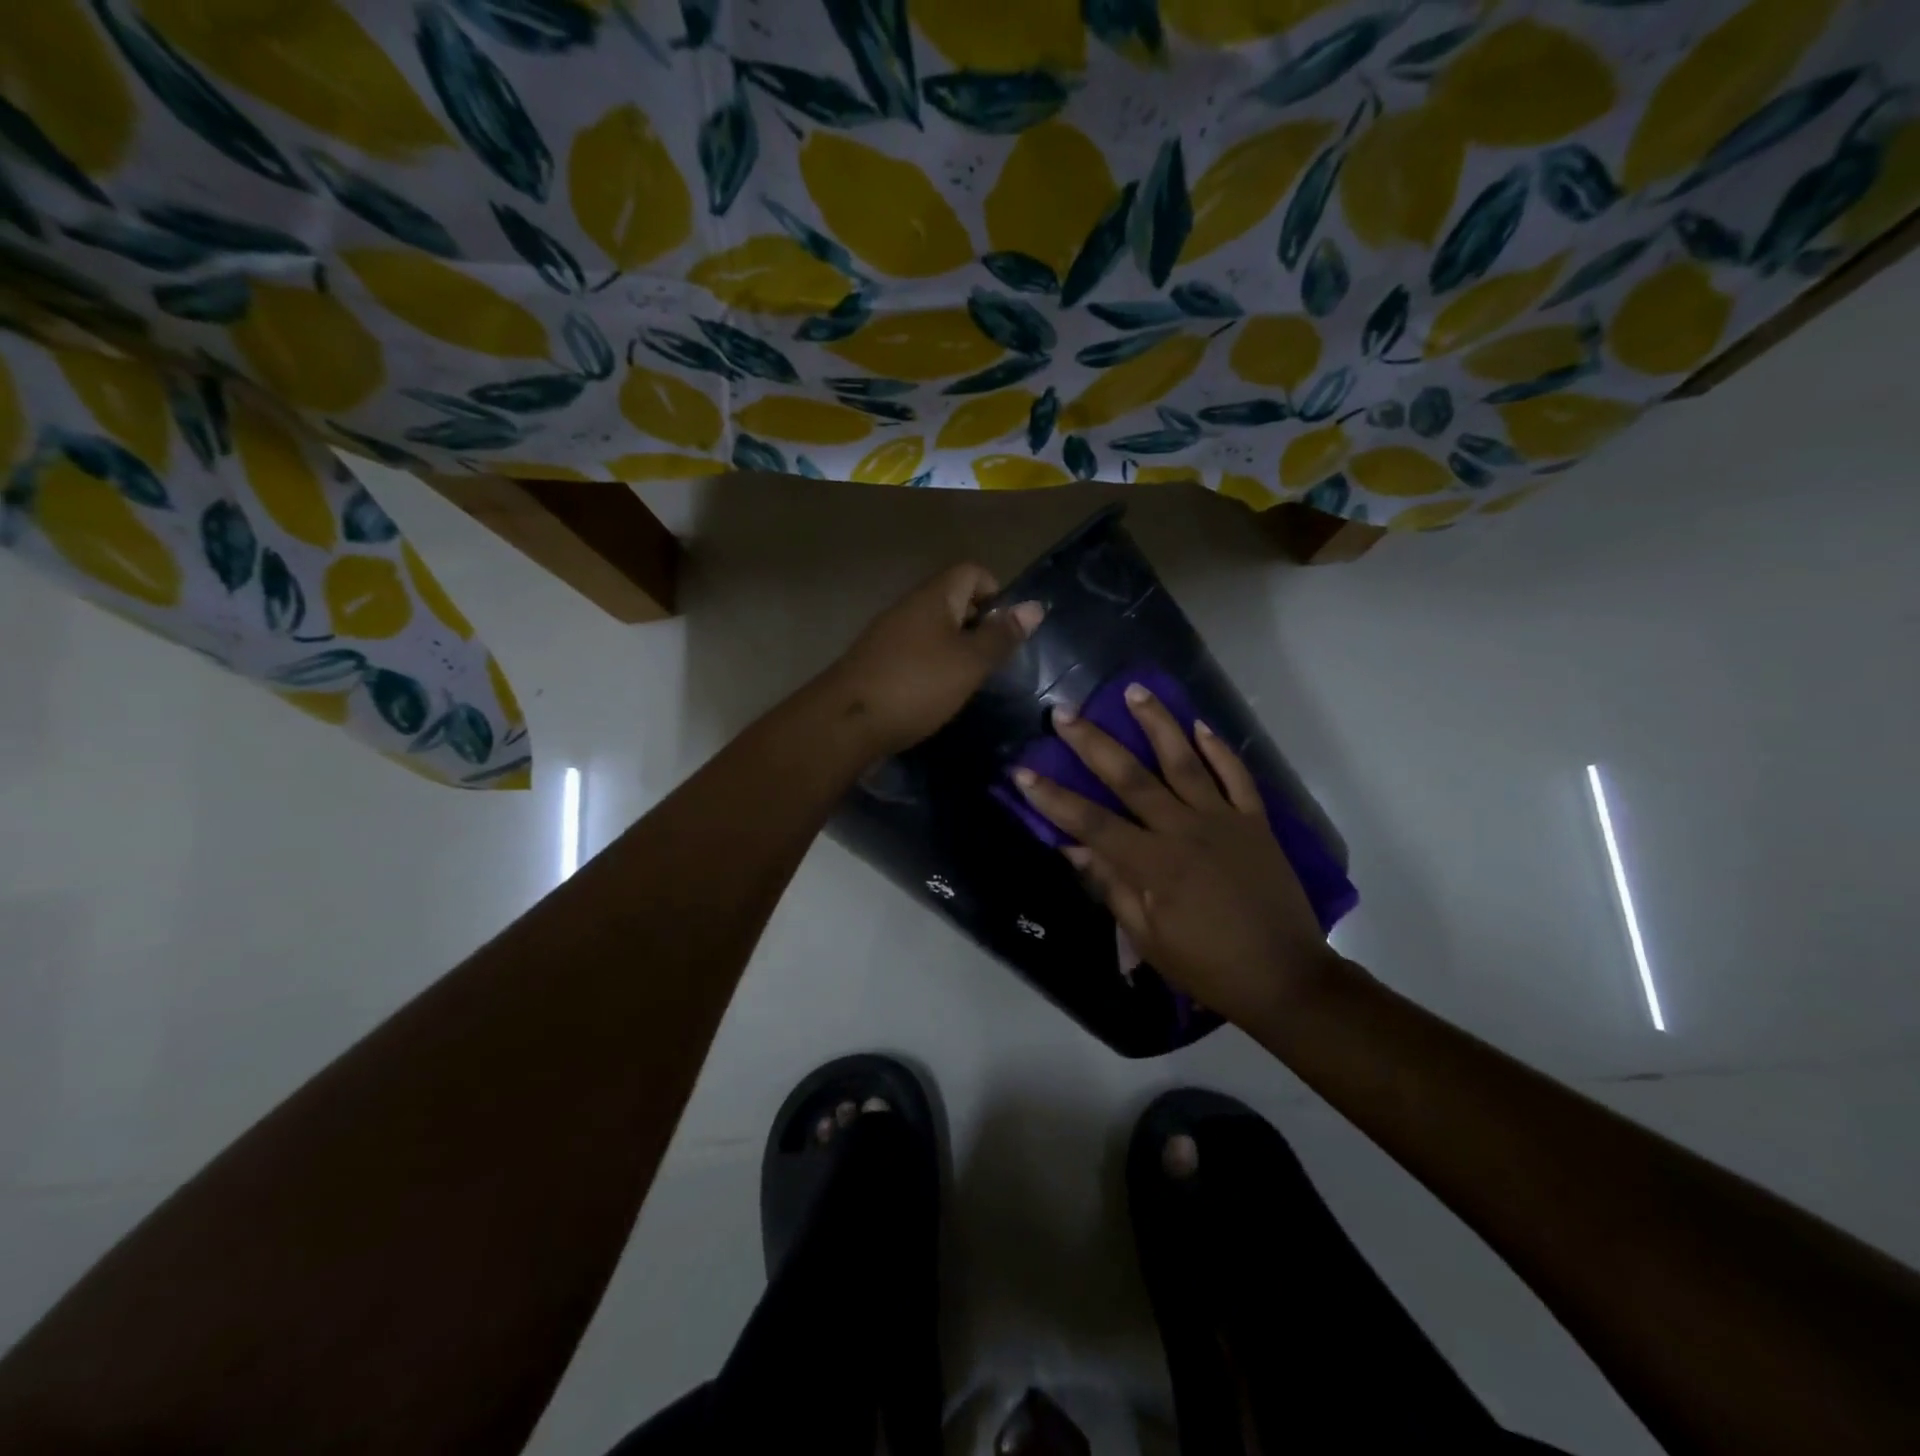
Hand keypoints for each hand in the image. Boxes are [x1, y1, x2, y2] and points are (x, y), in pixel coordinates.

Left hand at [823, 563, 1043, 758]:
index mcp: (933, 596)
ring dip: (957, 650)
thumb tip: (1034, 606)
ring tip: (968, 682)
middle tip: (992, 662)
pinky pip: (916, 652)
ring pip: (935, 629)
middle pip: (954, 600)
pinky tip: (937, 695)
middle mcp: (909, 607)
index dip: (996, 593)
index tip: (1006, 632)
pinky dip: (933, 667)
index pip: (973, 571)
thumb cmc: (916, 686)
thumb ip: (1001, 636)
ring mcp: (889, 634)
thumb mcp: (969, 662)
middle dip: (979, 626)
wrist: (845, 723)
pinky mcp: (878, 662)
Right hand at [1013, 684, 1342, 1028]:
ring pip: (1184, 762)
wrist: (1286, 977)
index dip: (1054, 798)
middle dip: (1093, 744)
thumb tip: (1073, 849)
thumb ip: (1112, 888)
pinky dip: (1220, 750)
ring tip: (1134, 691)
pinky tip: (1200, 725)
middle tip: (1064, 712)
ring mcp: (1224, 821)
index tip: (1023, 771)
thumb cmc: (1209, 967)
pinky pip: (1237, 777)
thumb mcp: (1149, 939)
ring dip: (1157, 724)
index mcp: (1154, 864)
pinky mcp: (1256, 822)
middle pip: (1131, 778)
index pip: (1092, 823)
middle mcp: (1185, 830)